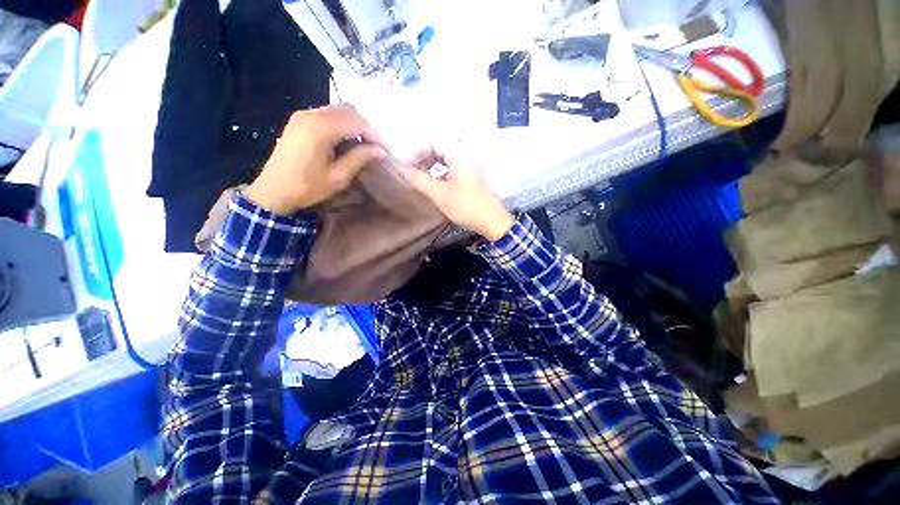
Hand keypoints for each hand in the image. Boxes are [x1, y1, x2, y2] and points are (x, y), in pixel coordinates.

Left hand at [244, 105, 385, 214]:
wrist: (273, 190)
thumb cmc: (307, 188)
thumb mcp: (338, 177)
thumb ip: (359, 159)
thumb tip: (380, 151)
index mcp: (320, 129)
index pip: (356, 122)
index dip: (374, 135)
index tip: (385, 150)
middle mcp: (311, 115)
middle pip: (348, 111)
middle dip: (366, 127)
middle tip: (375, 147)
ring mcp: (303, 115)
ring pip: (338, 110)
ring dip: (354, 124)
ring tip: (363, 144)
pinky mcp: (299, 119)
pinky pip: (327, 113)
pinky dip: (341, 123)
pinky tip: (346, 140)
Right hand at [405, 146, 514, 240]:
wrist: (493, 222)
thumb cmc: (467, 206)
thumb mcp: (441, 194)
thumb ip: (420, 180)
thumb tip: (402, 170)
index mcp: (459, 155)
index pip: (433, 142)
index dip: (417, 151)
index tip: (406, 166)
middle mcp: (463, 158)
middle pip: (438, 150)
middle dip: (421, 159)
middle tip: (410, 173)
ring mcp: (466, 169)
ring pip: (443, 162)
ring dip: (428, 168)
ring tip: (418, 181)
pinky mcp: (467, 181)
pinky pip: (448, 172)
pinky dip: (437, 177)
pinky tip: (430, 187)